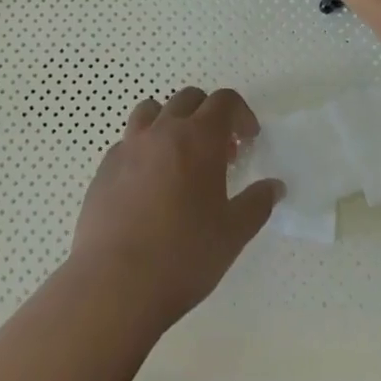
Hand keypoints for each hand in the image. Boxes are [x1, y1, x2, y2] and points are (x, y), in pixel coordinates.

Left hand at [68, 87, 280, 334]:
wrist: (115, 282)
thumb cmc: (183, 255)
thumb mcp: (233, 234)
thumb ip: (257, 204)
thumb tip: (274, 186)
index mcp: (199, 138)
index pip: (224, 101)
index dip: (241, 114)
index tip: (248, 139)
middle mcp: (163, 130)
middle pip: (188, 99)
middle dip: (208, 115)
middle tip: (219, 152)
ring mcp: (129, 145)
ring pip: (152, 111)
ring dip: (171, 122)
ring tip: (179, 157)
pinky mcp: (105, 166)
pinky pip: (128, 141)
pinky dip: (144, 149)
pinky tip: (148, 184)